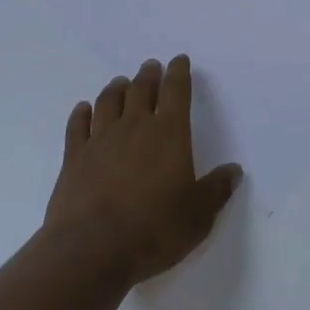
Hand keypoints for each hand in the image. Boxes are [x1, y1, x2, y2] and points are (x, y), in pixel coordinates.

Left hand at [45, 55, 242, 283]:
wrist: (92, 249)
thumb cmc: (154, 230)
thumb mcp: (198, 216)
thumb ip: (216, 190)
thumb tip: (235, 171)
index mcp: (169, 134)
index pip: (176, 91)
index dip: (179, 73)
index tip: (179, 60)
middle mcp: (135, 127)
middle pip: (141, 89)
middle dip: (148, 75)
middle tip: (151, 67)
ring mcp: (101, 139)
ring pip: (109, 101)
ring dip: (116, 88)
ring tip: (120, 82)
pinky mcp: (74, 157)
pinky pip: (77, 125)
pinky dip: (81, 113)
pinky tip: (83, 109)